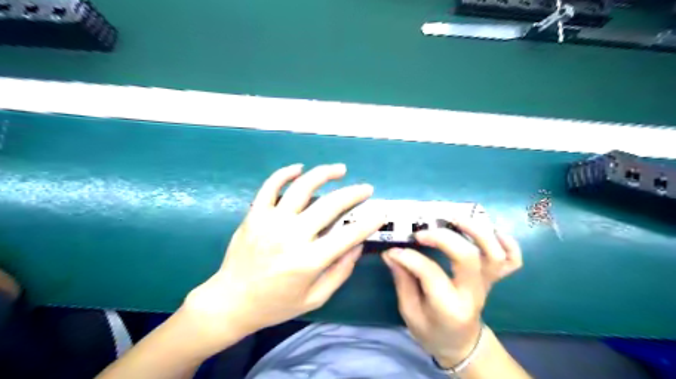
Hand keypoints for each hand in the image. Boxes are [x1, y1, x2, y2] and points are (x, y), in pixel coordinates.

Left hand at [182, 163, 381, 349]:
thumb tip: (357, 245)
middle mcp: (291, 236)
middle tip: (366, 188)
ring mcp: (270, 222)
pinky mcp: (254, 215)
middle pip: (329, 205)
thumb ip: (340, 272)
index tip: (381, 213)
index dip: (368, 222)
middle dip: (353, 194)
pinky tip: (299, 168)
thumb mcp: (315, 298)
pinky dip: (285, 173)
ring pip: (302, 187)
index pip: (347, 235)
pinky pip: (270, 187)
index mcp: (308, 260)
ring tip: (339, 169)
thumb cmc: (276, 304)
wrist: (230, 301)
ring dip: (324, 174)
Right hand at [383, 218, 518, 367]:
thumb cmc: (432, 331)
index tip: (393, 250)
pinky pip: (512, 261)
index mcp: (449, 307)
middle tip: (420, 233)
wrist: (461, 343)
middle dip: (442, 238)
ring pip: (493, 254)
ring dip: (476, 232)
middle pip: (467, 257)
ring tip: (454, 219)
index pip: (431, 273)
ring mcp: (487, 285)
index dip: (409, 258)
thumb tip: (391, 253)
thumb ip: (402, 281)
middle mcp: (473, 294)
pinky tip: (493, 231)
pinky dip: (509, 243)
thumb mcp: (410, 312)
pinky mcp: (493, 279)